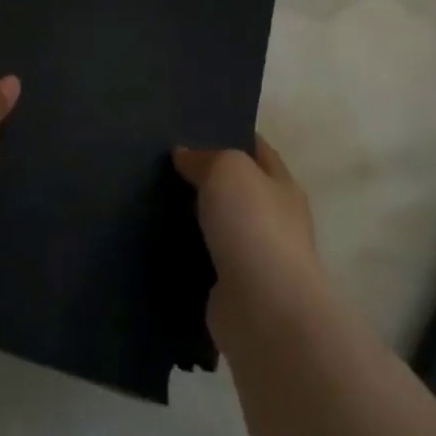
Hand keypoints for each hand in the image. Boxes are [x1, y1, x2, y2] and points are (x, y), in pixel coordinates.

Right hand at [174, 137, 319, 321]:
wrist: (263, 309)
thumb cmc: (253, 225)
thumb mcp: (228, 169)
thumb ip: (206, 157)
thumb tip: (185, 155)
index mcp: (282, 186)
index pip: (259, 150)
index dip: (233, 134)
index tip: (197, 126)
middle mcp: (275, 220)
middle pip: (238, 190)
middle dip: (208, 177)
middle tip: (164, 162)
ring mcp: (255, 259)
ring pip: (219, 227)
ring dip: (195, 218)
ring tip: (153, 199)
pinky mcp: (233, 291)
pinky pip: (205, 261)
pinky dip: (187, 253)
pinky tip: (158, 241)